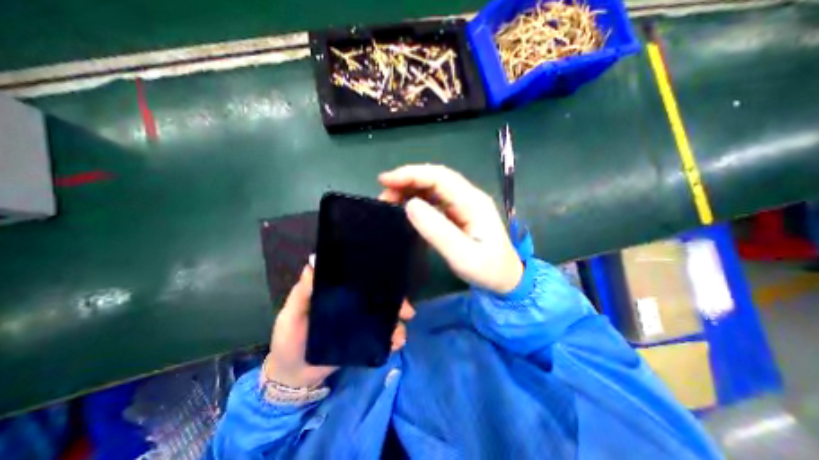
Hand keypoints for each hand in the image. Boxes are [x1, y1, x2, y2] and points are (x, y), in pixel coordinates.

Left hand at [264, 261, 416, 385]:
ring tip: (400, 334)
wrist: (293, 376)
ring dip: (397, 322)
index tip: (392, 277)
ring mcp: (360, 324)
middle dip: (396, 302)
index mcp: (339, 294)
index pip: (362, 281)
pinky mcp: (363, 342)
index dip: (377, 278)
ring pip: (384, 317)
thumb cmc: (289, 339)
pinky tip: (396, 343)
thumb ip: (302, 292)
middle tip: (407, 310)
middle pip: (379, 298)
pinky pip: (381, 338)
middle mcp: (354, 306)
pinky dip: (392, 339)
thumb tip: (313, 262)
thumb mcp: (292, 313)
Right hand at [378, 164, 524, 294]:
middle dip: (407, 180)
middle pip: (435, 178)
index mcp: (473, 202)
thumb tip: (410, 205)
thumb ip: (437, 231)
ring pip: (433, 187)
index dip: (412, 175)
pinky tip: (405, 207)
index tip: (386, 181)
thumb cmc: (488, 269)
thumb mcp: (462, 255)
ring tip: (389, 200)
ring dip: (410, 189)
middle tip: (383, 194)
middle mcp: (469, 197)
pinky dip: (416, 199)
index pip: (440, 178)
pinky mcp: (458, 212)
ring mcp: (463, 204)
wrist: (506, 279)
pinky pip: (434, 199)